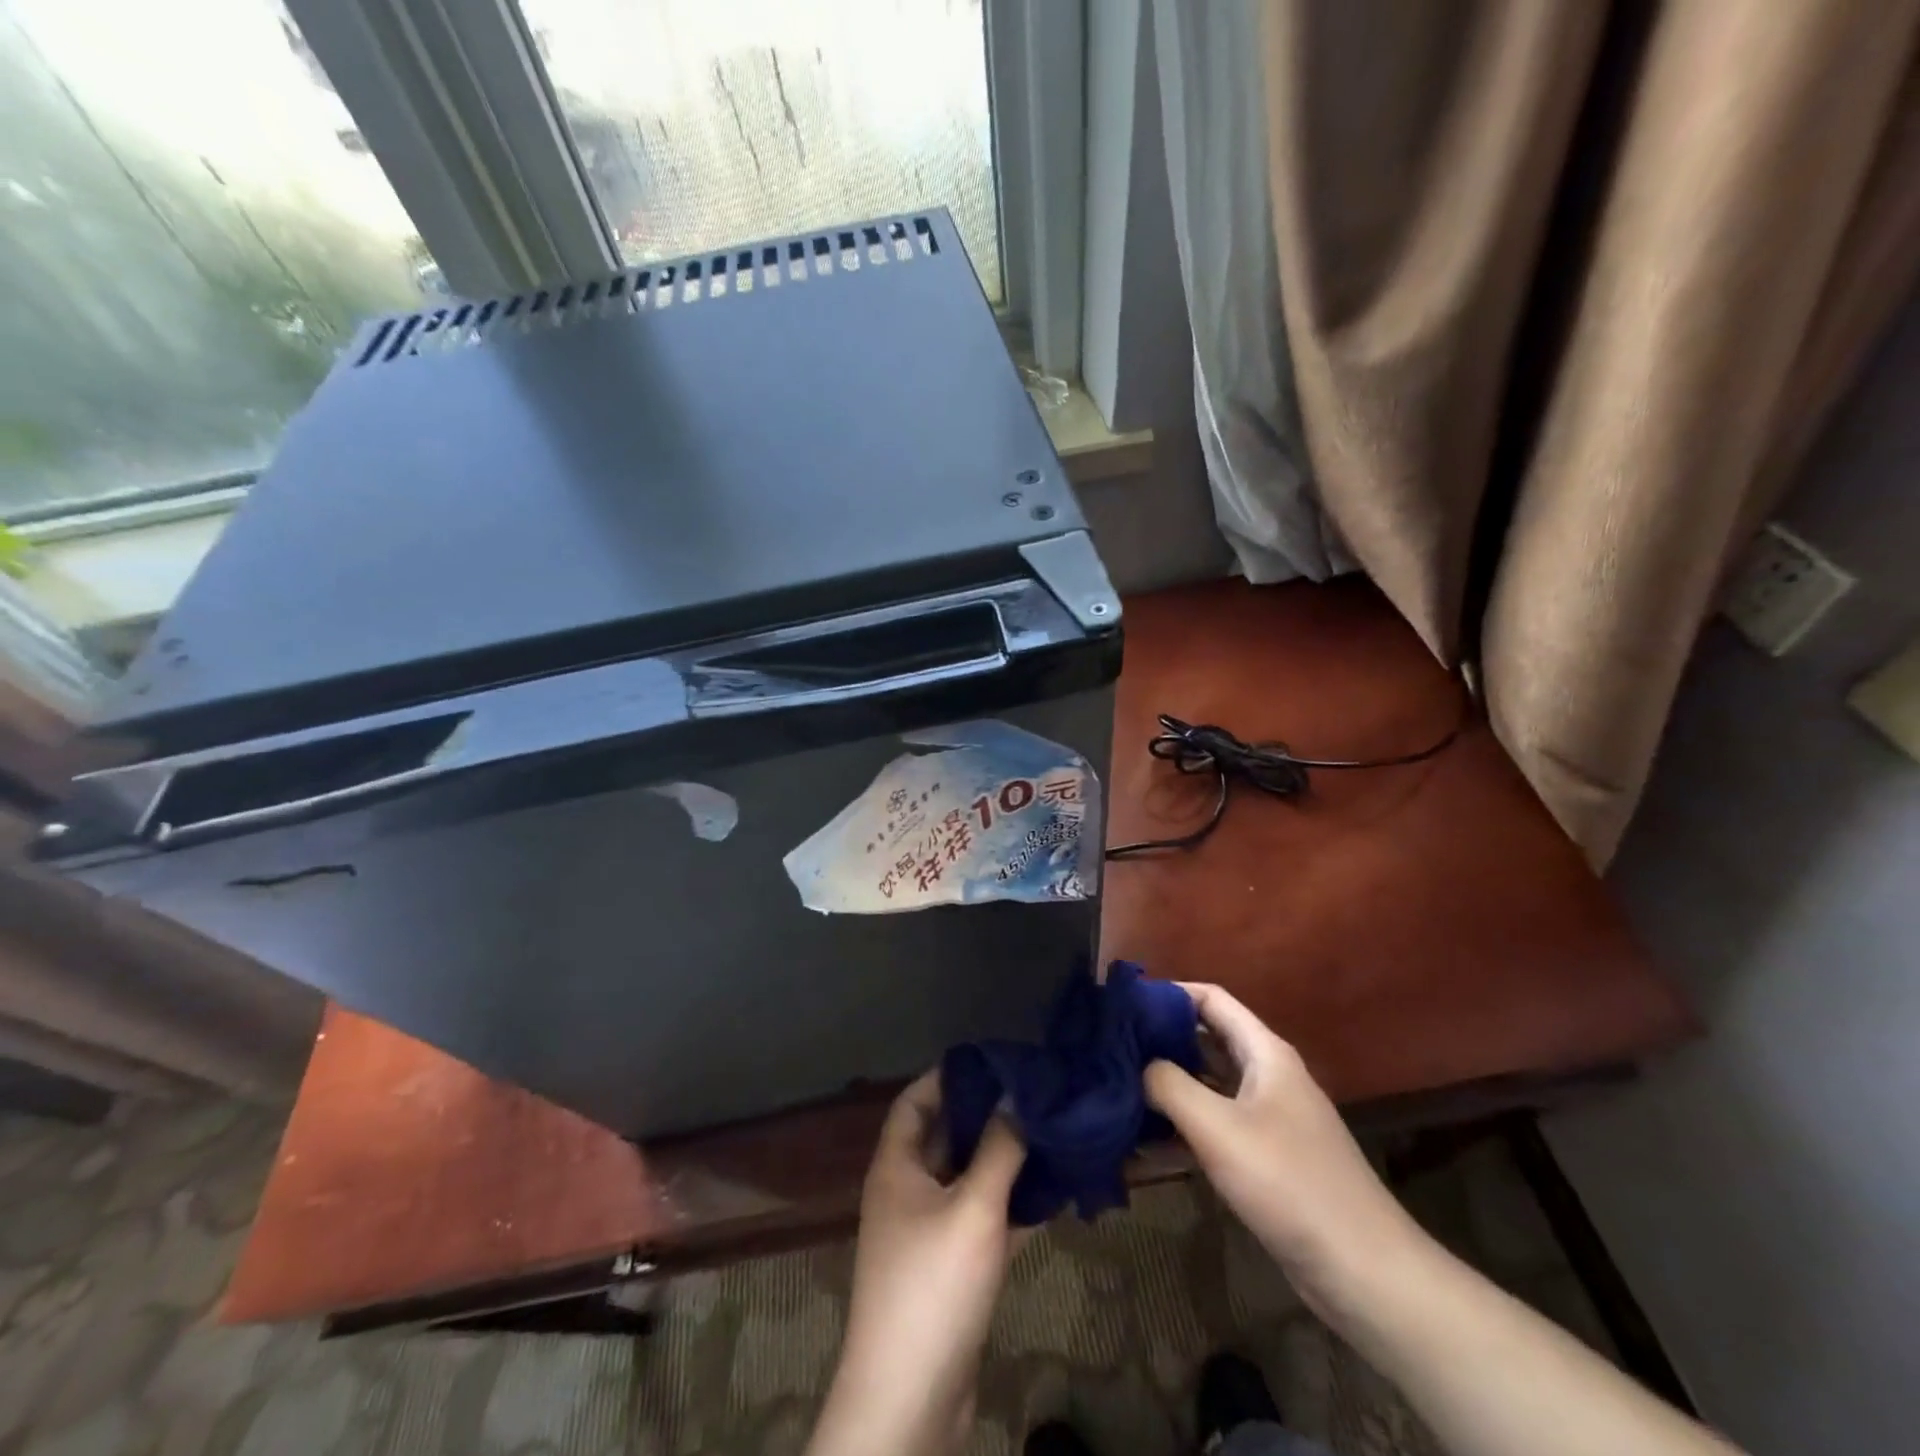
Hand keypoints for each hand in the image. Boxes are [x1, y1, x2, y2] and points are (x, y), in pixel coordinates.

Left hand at [807, 1072, 1025, 1455]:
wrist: (910, 1400)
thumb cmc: (933, 1286)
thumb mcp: (972, 1208)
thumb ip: (999, 1149)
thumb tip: (1018, 1094)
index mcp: (896, 1166)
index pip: (916, 1100)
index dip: (948, 1076)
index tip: (993, 1061)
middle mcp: (907, 1191)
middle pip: (946, 1137)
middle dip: (987, 1115)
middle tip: (1034, 1094)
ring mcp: (928, 1232)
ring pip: (969, 1179)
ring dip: (1005, 1161)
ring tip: (1051, 1134)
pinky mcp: (951, 1269)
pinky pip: (982, 1219)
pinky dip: (1012, 1205)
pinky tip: (1054, 1193)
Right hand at [1144, 983, 1423, 1320]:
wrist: (1363, 1272)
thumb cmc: (1289, 1183)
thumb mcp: (1218, 1128)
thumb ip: (1169, 1085)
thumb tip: (1137, 1064)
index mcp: (1265, 1053)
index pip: (1211, 999)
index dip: (1169, 993)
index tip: (1124, 1004)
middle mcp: (1267, 1075)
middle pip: (1206, 1039)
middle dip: (1160, 1039)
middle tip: (1111, 1047)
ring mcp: (1267, 1117)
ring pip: (1207, 1085)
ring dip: (1167, 1086)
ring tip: (1117, 1088)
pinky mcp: (1264, 1157)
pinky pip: (1214, 1126)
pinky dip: (1182, 1127)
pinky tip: (1143, 1142)